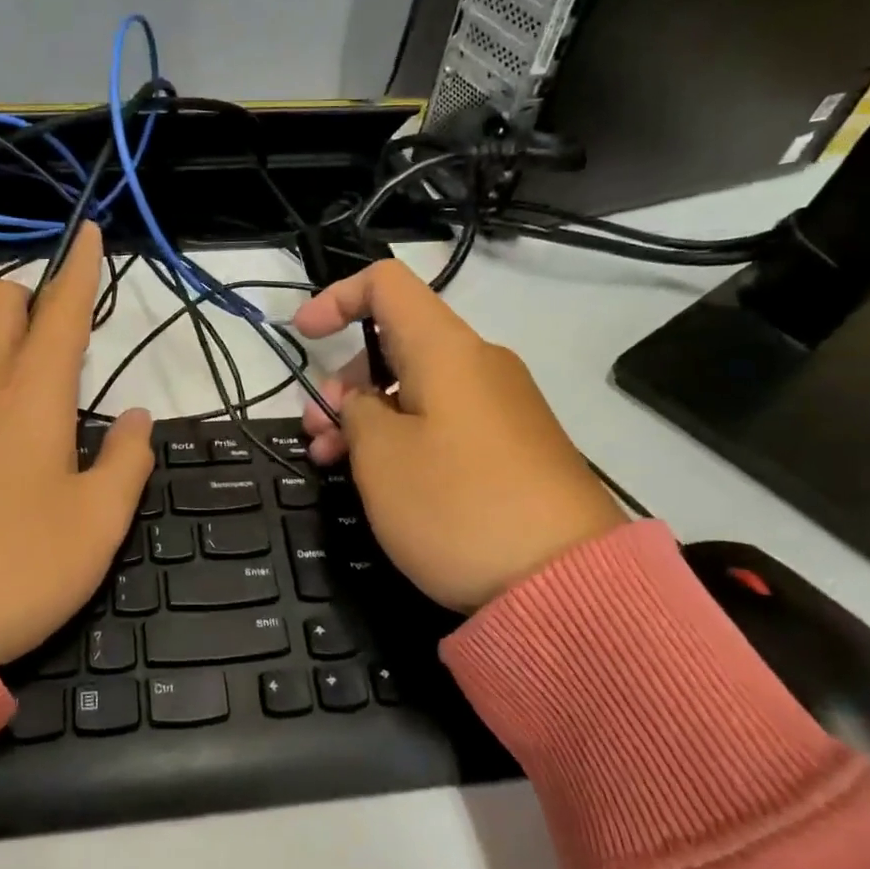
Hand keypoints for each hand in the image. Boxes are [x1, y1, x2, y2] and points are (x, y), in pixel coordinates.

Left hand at [0, 224, 152, 664]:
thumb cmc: (14, 571)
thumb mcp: (97, 525)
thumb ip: (127, 460)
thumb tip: (138, 417)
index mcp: (30, 394)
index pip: (63, 308)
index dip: (82, 266)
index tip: (90, 232)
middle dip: (31, 296)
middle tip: (56, 338)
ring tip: (11, 411)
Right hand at [292, 259, 624, 611]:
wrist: (567, 584)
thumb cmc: (457, 505)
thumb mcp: (381, 455)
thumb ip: (356, 411)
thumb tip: (367, 402)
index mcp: (446, 349)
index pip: (386, 284)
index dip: (336, 298)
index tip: (302, 337)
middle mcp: (479, 364)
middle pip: (396, 343)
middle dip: (343, 380)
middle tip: (316, 433)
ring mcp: (502, 407)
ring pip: (416, 388)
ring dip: (367, 415)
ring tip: (335, 463)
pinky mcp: (514, 447)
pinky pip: (444, 420)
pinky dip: (403, 436)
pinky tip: (383, 480)